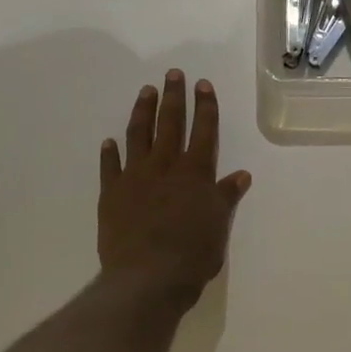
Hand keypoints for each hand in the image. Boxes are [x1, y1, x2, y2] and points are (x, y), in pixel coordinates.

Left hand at [99, 71, 250, 304]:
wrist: (147, 277)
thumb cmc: (193, 253)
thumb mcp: (219, 225)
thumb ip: (226, 196)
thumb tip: (240, 175)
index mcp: (196, 173)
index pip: (204, 131)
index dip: (205, 106)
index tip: (202, 84)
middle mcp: (165, 167)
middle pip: (170, 124)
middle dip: (173, 97)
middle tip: (173, 74)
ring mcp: (135, 178)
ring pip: (139, 136)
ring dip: (143, 112)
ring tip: (146, 91)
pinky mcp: (112, 194)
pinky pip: (110, 167)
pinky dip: (111, 152)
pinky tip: (110, 141)